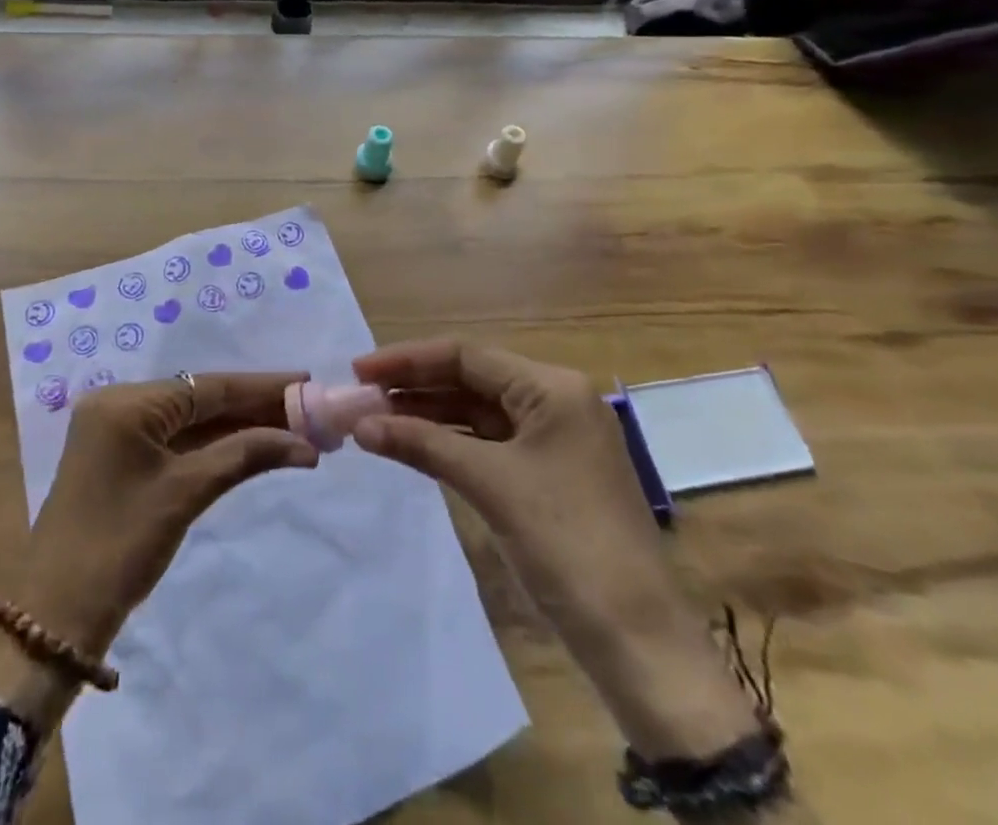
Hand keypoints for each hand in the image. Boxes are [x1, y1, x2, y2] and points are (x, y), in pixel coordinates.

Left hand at [2, 371, 318, 659]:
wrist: (57, 617)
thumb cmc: (120, 546)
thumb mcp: (186, 494)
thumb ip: (244, 455)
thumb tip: (305, 444)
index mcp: (127, 402)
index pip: (207, 386)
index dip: (261, 386)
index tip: (306, 380)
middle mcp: (119, 404)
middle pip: (200, 399)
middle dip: (254, 406)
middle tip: (307, 408)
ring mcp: (118, 431)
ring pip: (190, 420)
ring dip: (238, 426)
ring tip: (292, 426)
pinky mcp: (121, 457)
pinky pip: (175, 440)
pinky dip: (213, 444)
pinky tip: (252, 443)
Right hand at [350, 340, 755, 758]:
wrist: (638, 642)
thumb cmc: (566, 544)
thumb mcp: (490, 485)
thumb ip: (422, 445)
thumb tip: (359, 424)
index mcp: (552, 387)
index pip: (466, 355)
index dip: (408, 360)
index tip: (359, 370)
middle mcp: (556, 400)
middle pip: (472, 379)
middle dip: (415, 387)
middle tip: (360, 397)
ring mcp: (555, 437)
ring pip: (479, 411)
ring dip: (429, 415)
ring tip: (376, 420)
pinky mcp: (550, 472)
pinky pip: (490, 442)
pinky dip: (452, 442)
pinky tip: (414, 445)